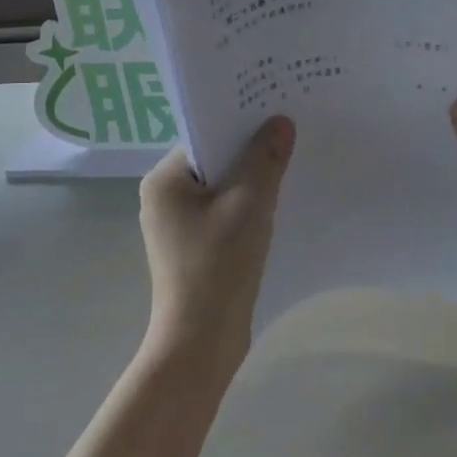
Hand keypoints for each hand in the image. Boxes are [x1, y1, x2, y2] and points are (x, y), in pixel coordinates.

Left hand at [138, 117, 295, 380]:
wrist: (201, 343)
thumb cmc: (218, 267)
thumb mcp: (249, 205)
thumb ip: (265, 159)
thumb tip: (280, 122)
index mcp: (164, 181)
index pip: (206, 138)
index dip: (241, 123)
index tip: (277, 113)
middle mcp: (164, 198)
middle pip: (214, 162)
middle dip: (250, 152)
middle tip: (291, 135)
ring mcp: (178, 226)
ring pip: (222, 189)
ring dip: (252, 181)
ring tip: (291, 166)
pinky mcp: (195, 248)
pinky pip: (224, 213)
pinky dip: (248, 207)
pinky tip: (278, 205)